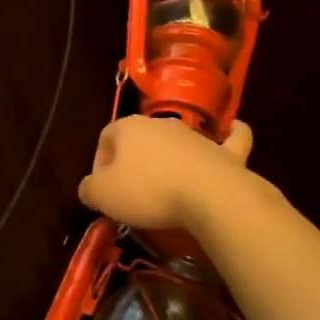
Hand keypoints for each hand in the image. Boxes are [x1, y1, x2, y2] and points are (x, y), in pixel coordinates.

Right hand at [77, 115, 254, 232]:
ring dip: (169, 158)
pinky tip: (231, 133)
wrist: (208, 195)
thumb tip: (90, 188)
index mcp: (127, 127)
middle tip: (132, 194)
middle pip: (140, 139)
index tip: (105, 193)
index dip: (100, 166)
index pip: (105, 139)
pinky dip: (230, 136)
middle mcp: (160, 123)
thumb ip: (89, 188)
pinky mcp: (225, 151)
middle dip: (133, 162)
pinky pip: (230, 138)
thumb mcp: (102, 195)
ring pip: (176, 140)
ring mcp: (195, 135)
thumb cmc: (148, 191)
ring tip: (166, 188)